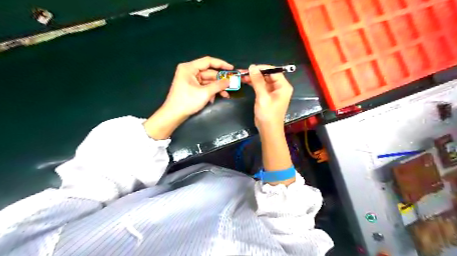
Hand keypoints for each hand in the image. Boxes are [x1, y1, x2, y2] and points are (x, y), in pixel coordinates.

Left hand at [144, 56, 233, 139]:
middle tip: (232, 83)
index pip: (208, 61)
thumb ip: (218, 85)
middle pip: (209, 72)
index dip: (221, 64)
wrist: (174, 115)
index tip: (232, 69)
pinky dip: (211, 91)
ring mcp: (190, 80)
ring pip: (208, 81)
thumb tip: (229, 81)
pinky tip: (216, 98)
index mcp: (189, 68)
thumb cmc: (187, 101)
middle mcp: (190, 71)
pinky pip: (204, 86)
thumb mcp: (205, 93)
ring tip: (226, 94)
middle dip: (220, 80)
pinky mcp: (192, 87)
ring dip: (217, 87)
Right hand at [243, 64, 292, 129]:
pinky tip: (245, 81)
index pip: (274, 71)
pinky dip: (254, 84)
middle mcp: (280, 87)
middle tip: (243, 71)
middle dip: (256, 73)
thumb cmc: (268, 114)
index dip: (262, 68)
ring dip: (254, 78)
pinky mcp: (267, 96)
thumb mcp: (262, 97)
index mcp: (283, 86)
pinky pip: (261, 86)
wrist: (268, 129)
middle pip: (268, 75)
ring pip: (263, 80)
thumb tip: (252, 67)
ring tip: (242, 76)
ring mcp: (273, 92)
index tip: (250, 67)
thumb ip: (258, 81)